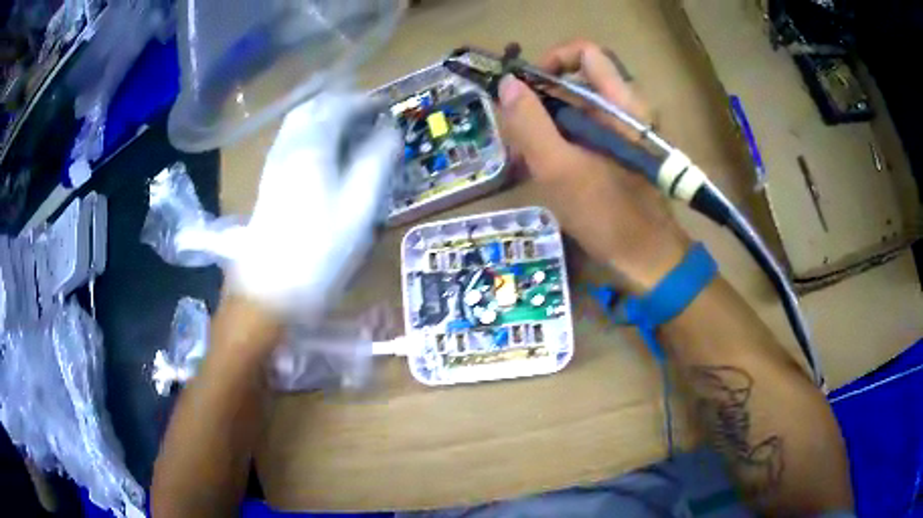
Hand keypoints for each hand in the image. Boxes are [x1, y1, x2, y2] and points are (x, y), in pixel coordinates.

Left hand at [230, 91, 400, 321]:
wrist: (269, 291)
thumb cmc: (321, 251)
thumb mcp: (360, 205)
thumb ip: (378, 160)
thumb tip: (390, 130)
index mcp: (312, 146)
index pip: (340, 105)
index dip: (366, 102)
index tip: (386, 108)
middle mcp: (289, 146)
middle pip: (314, 106)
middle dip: (343, 104)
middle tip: (368, 117)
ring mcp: (274, 163)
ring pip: (299, 122)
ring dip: (326, 117)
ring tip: (350, 132)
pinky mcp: (269, 181)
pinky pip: (291, 140)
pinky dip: (312, 133)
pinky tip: (326, 154)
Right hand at [498, 40, 689, 291]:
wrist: (647, 259)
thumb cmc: (608, 215)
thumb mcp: (560, 169)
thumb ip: (530, 123)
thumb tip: (507, 84)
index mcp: (621, 103)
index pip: (585, 52)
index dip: (551, 60)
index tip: (526, 89)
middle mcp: (625, 109)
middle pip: (574, 81)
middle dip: (538, 101)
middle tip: (516, 133)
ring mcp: (621, 132)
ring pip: (574, 108)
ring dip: (543, 125)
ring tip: (523, 157)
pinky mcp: (616, 151)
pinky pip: (581, 131)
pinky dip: (557, 142)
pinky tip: (539, 167)